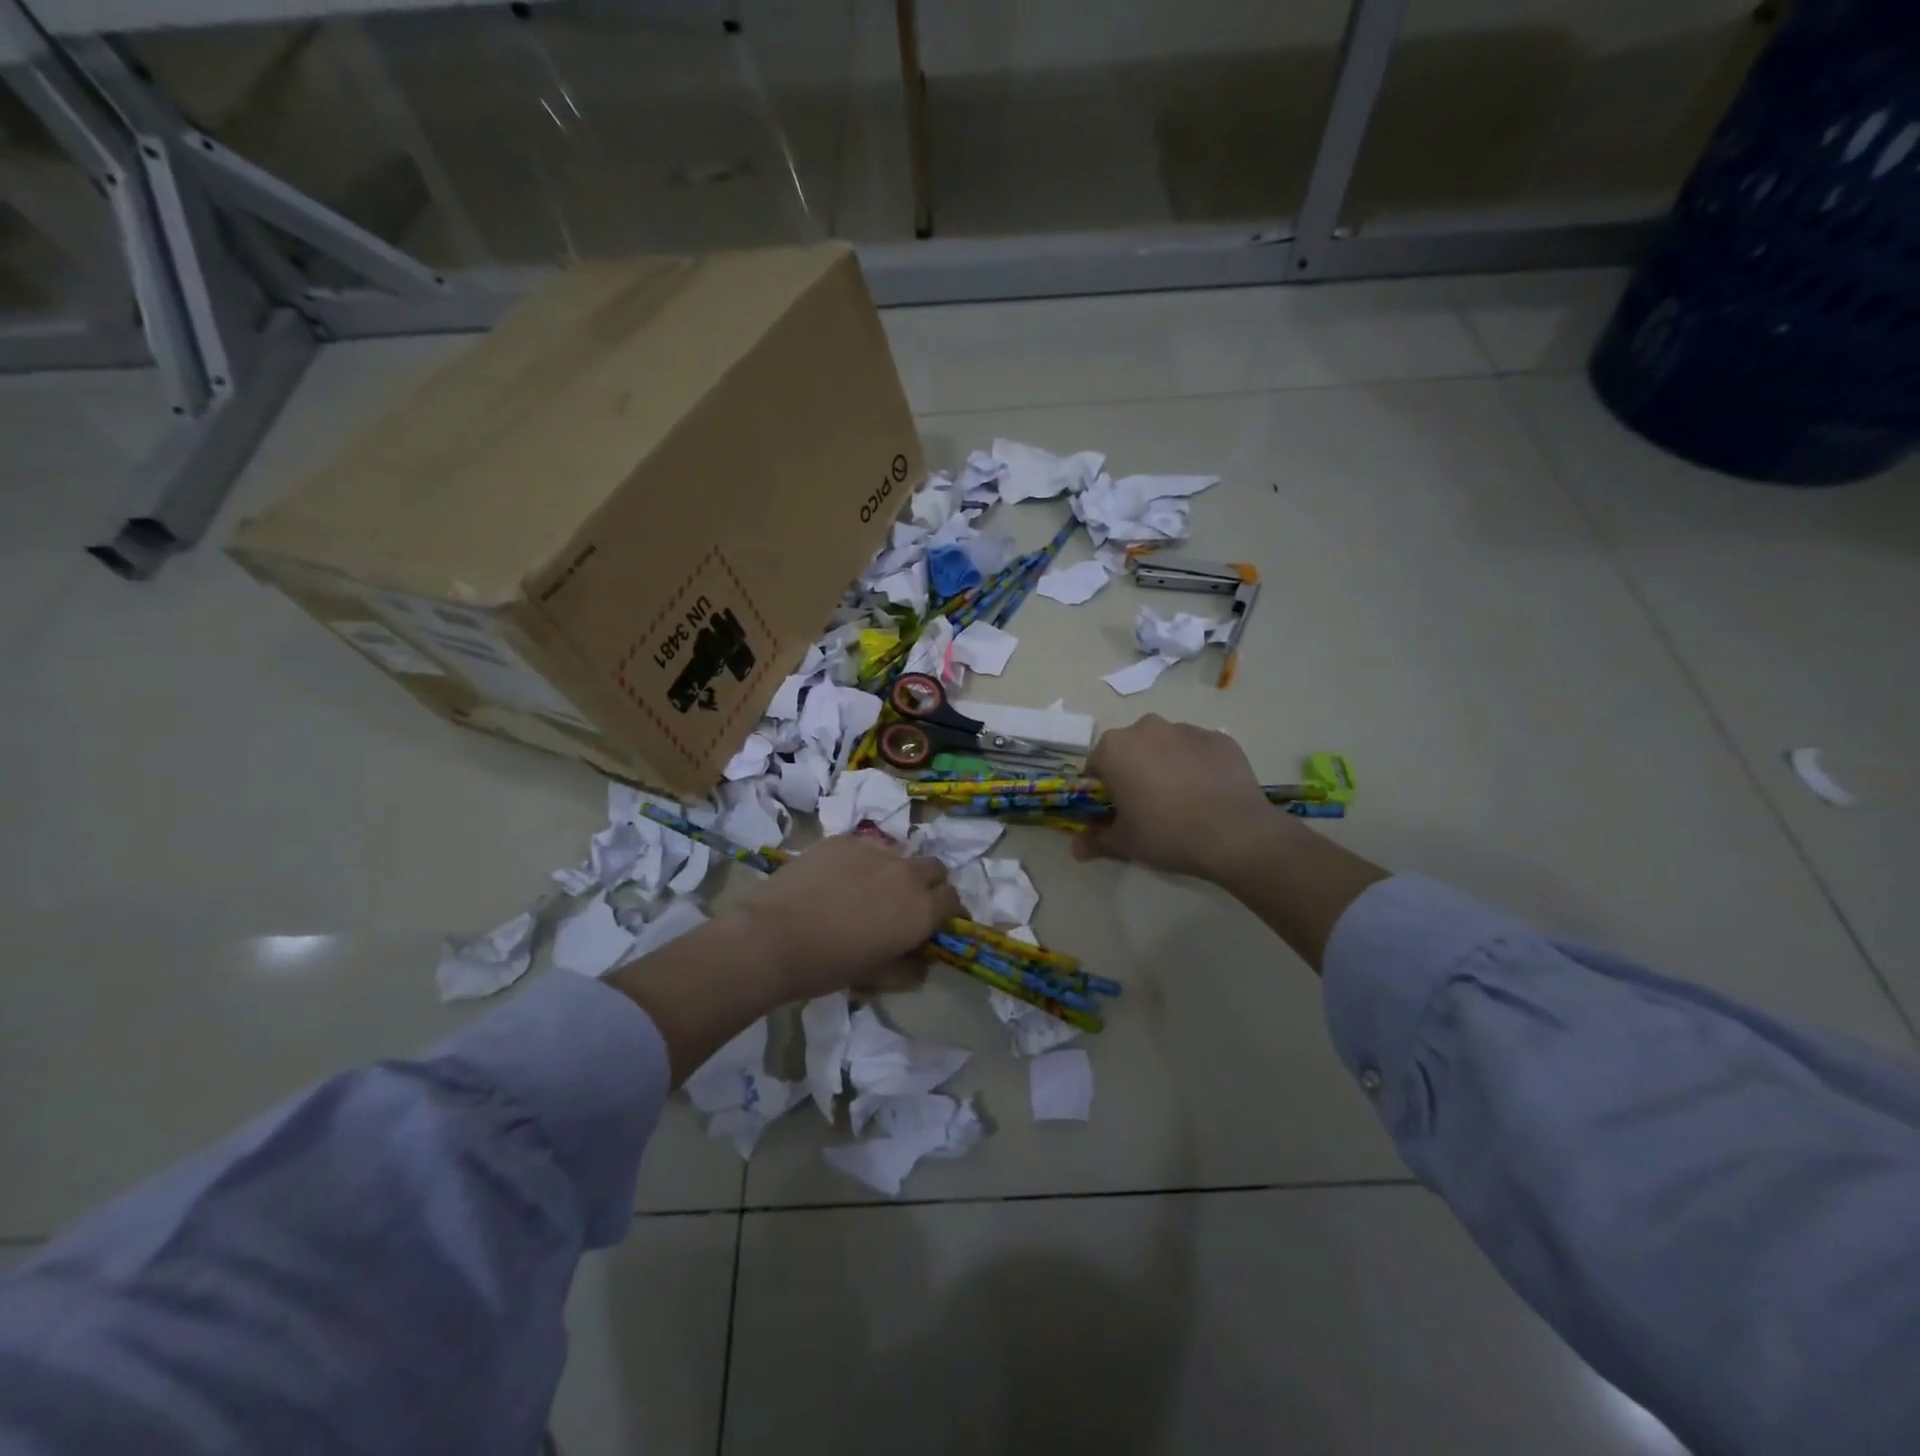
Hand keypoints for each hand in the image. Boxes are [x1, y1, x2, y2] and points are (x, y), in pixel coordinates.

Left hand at [734, 834, 961, 998]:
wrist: (772, 937)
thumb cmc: (827, 966)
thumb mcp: (874, 978)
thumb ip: (906, 970)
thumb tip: (921, 966)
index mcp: (921, 909)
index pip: (953, 900)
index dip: (948, 912)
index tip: (936, 923)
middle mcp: (906, 873)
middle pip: (934, 869)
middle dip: (929, 884)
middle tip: (907, 904)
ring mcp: (874, 850)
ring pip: (899, 854)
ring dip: (896, 870)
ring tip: (870, 888)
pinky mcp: (843, 839)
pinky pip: (865, 846)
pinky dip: (863, 860)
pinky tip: (839, 878)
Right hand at [1072, 715, 1279, 879]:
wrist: (1234, 833)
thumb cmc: (1166, 833)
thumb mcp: (1124, 843)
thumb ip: (1096, 840)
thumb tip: (1075, 849)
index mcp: (1115, 748)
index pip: (1096, 766)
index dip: (1103, 790)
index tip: (1115, 811)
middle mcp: (1147, 728)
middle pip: (1131, 750)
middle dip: (1134, 771)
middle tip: (1148, 806)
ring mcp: (1187, 729)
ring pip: (1166, 746)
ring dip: (1166, 765)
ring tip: (1183, 801)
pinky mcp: (1220, 738)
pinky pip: (1199, 751)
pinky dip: (1198, 766)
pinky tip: (1209, 794)